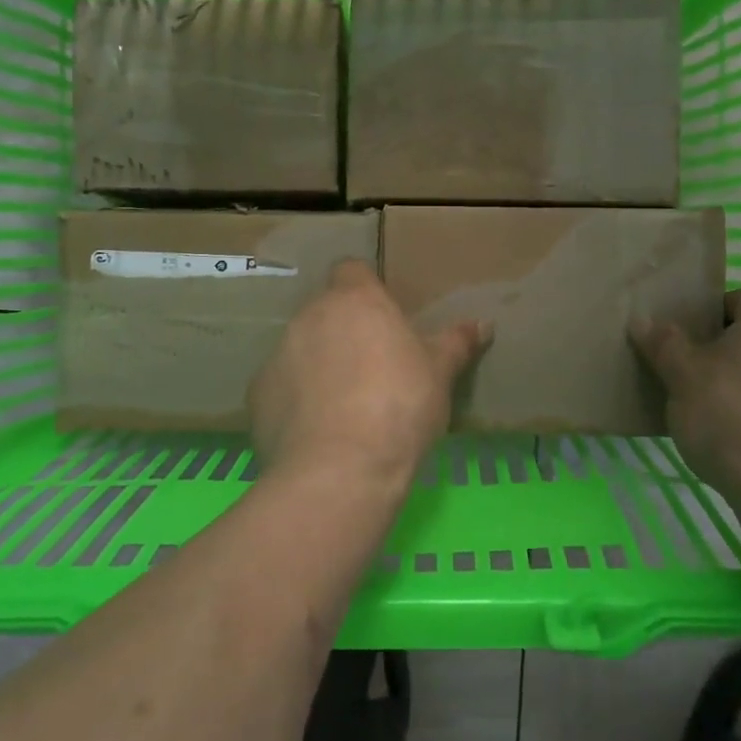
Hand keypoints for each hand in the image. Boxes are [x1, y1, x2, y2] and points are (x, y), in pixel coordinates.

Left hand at [249, 260, 492, 485]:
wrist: (340, 469)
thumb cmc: (399, 406)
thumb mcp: (440, 373)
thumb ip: (457, 343)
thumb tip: (484, 324)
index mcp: (354, 300)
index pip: (352, 270)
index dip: (366, 290)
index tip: (384, 319)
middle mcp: (309, 316)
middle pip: (326, 312)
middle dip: (345, 332)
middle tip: (372, 368)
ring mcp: (278, 354)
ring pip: (301, 349)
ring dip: (318, 365)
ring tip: (345, 407)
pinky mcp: (257, 395)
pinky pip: (281, 388)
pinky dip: (296, 401)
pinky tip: (317, 432)